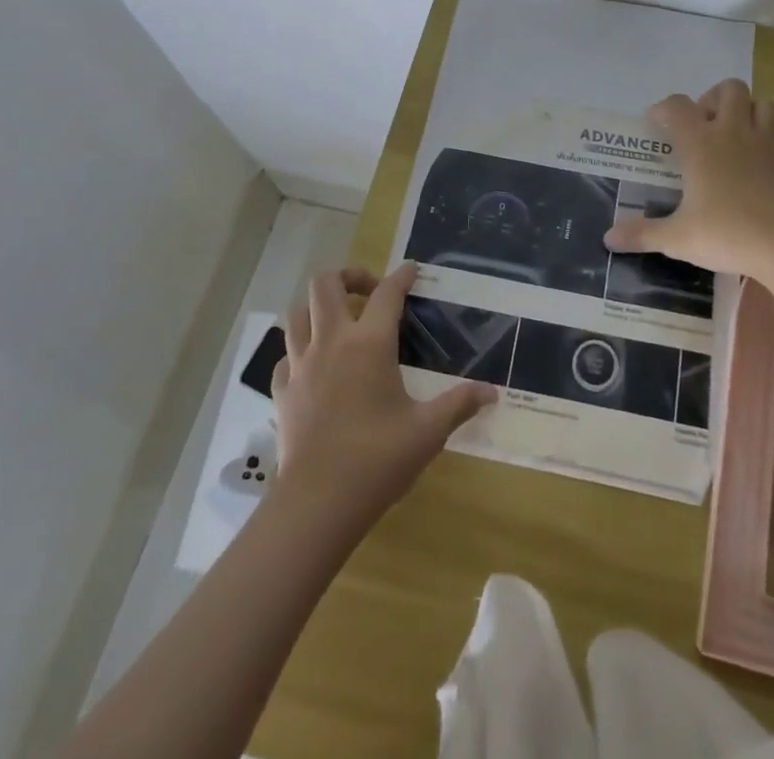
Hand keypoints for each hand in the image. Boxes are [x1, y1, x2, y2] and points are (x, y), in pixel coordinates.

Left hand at [273, 263, 495, 532]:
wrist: (317, 503)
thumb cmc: (378, 460)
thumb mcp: (428, 431)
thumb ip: (459, 404)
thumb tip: (492, 392)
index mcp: (369, 344)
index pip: (387, 293)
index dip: (402, 276)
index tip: (412, 270)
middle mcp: (331, 342)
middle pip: (326, 284)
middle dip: (349, 276)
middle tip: (370, 292)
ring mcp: (301, 365)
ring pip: (298, 313)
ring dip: (318, 308)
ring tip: (339, 321)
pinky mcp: (281, 391)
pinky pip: (285, 355)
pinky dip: (300, 350)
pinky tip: (315, 366)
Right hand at [604, 79, 773, 285]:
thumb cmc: (726, 234)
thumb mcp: (676, 238)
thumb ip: (642, 234)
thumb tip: (608, 239)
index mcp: (700, 144)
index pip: (677, 106)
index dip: (664, 109)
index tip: (656, 123)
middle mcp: (734, 133)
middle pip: (729, 89)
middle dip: (715, 98)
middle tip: (704, 124)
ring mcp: (769, 144)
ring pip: (765, 105)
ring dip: (750, 113)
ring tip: (737, 136)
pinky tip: (770, 159)